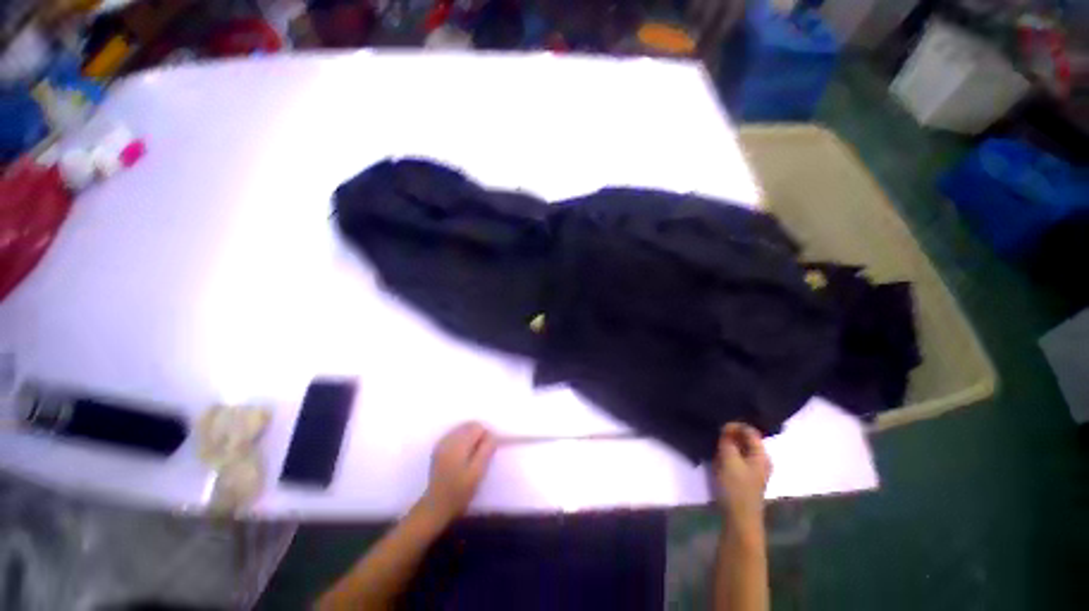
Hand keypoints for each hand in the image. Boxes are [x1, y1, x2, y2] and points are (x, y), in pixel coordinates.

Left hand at [420, 422, 496, 523]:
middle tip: (482, 454)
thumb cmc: (460, 491)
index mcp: (458, 444)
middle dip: (479, 435)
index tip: (488, 450)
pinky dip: (463, 440)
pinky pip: (455, 435)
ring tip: (473, 455)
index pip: (477, 427)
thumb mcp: (477, 472)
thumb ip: (486, 450)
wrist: (436, 506)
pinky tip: (463, 455)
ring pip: (462, 429)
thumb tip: (492, 435)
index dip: (486, 436)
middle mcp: (448, 439)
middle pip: (469, 425)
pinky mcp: (439, 448)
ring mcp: (442, 443)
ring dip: (471, 437)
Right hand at [715, 423, 771, 531]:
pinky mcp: (745, 477)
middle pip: (746, 439)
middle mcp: (761, 460)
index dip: (735, 426)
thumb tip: (726, 429)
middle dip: (731, 435)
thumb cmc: (736, 488)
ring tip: (715, 446)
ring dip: (728, 446)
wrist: (739, 518)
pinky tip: (718, 458)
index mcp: (761, 455)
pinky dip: (728, 455)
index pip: (750, 430)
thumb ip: (728, 441)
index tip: (719, 428)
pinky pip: (737, 458)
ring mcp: (754, 470)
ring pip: (740, 449)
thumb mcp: (729, 460)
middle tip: (715, 436)